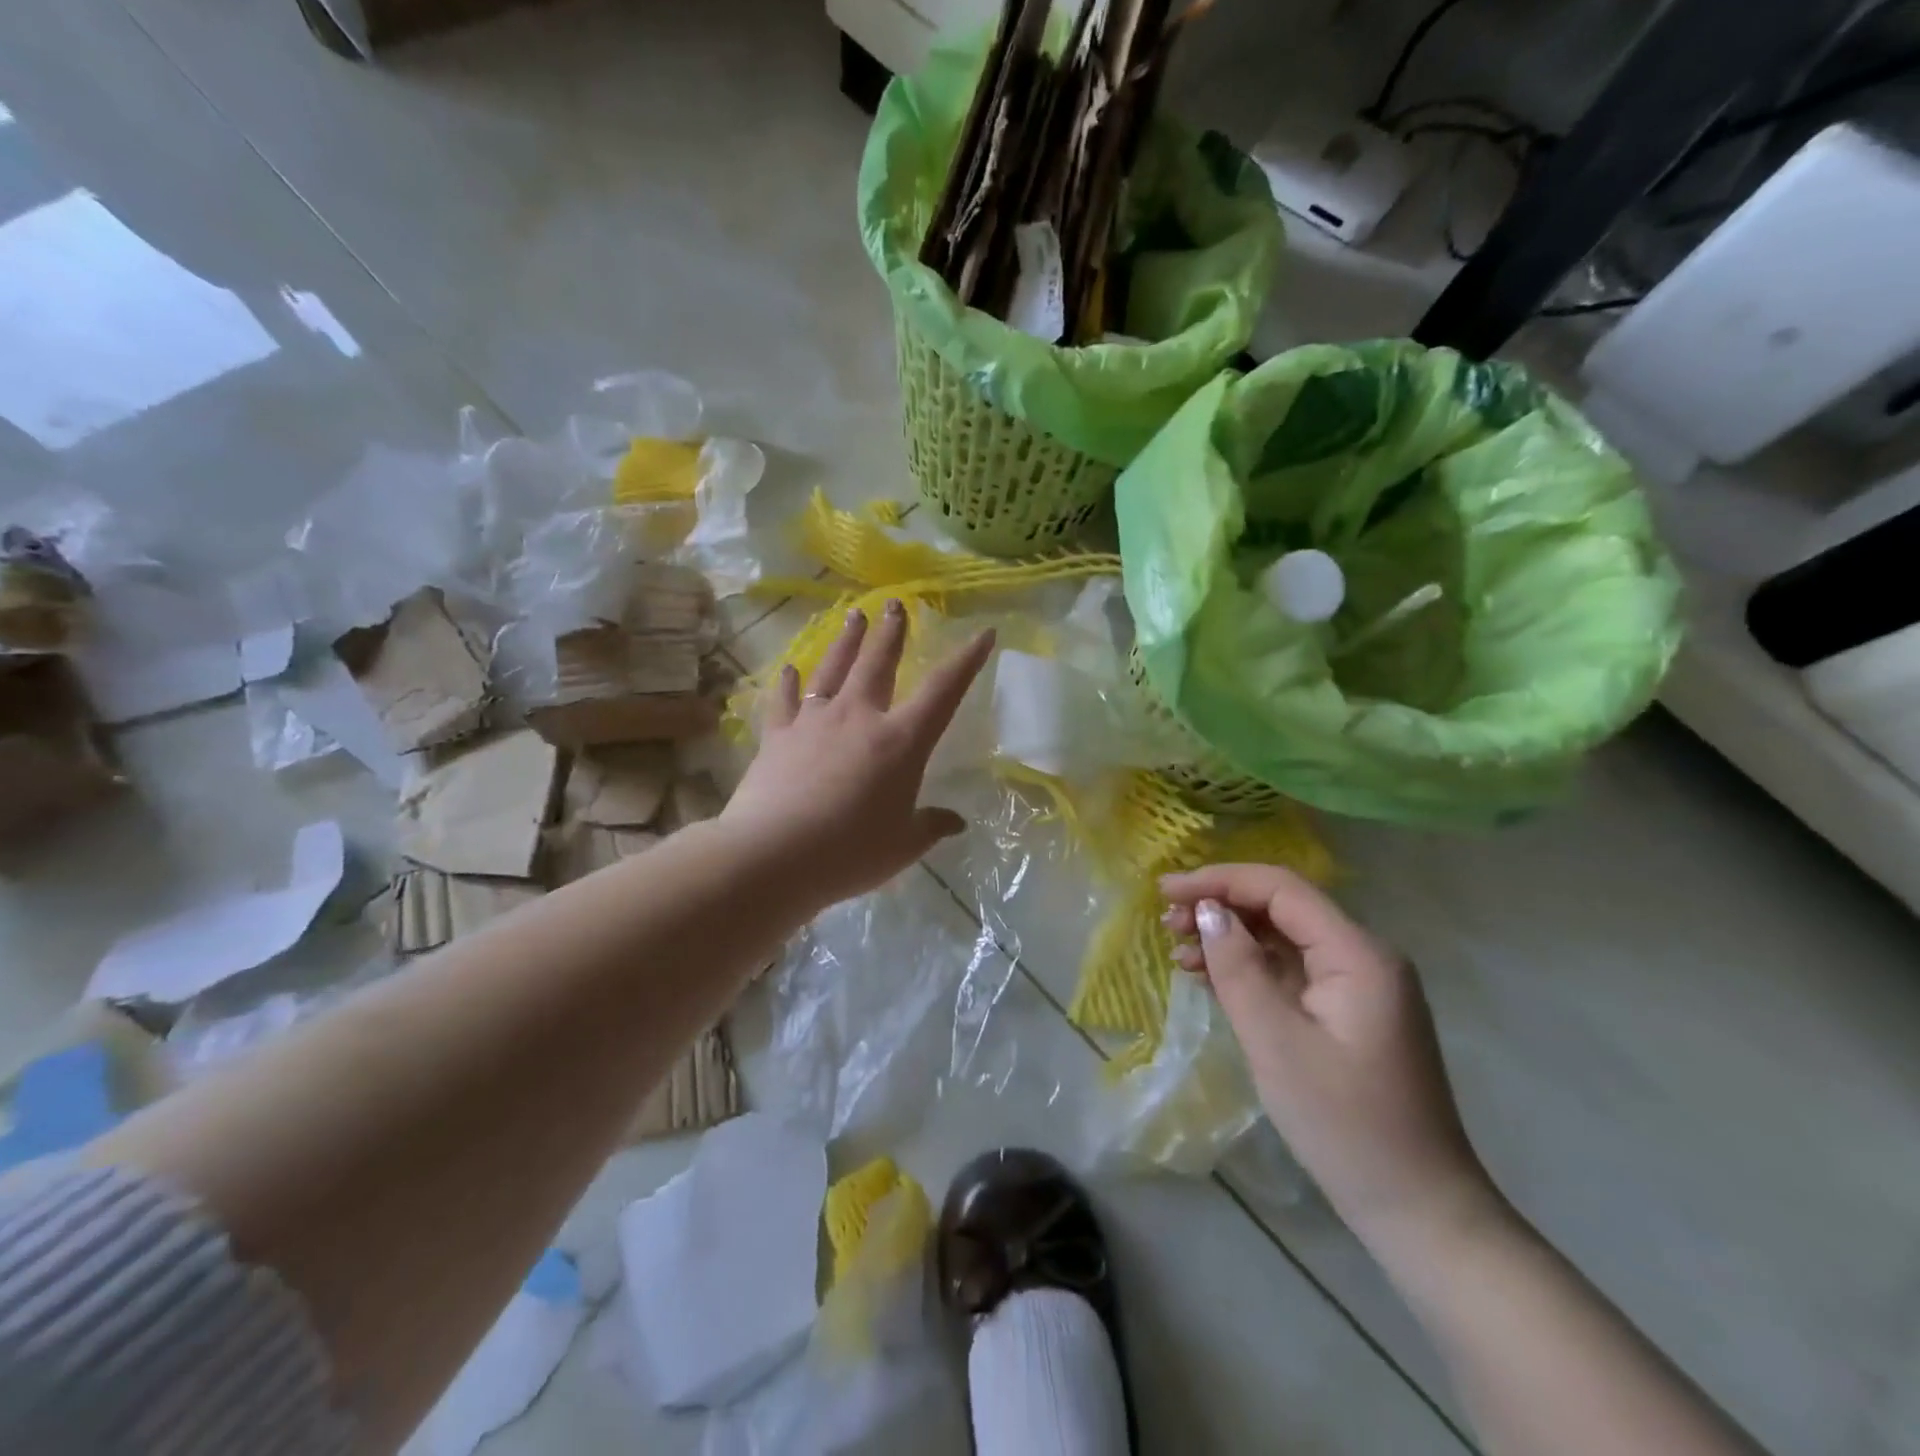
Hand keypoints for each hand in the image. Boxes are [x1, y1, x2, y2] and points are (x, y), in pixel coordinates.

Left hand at [722, 601, 993, 909]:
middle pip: (879, 663)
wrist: (773, 854)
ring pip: (833, 668)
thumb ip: (931, 827)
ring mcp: (814, 721)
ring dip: (846, 640)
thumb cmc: (851, 851)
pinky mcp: (778, 736)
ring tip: (854, 615)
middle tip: (896, 603)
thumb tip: (955, 822)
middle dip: (891, 632)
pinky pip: (785, 700)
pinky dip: (788, 682)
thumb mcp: (904, 845)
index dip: (967, 660)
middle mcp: (859, 717)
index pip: (944, 690)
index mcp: (901, 741)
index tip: (983, 633)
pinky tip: (789, 668)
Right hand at [1161, 864, 1499, 1249]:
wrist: (1418, 1210)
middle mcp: (1364, 957)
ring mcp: (1359, 987)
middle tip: (1166, 927)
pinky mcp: (1349, 1014)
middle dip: (1222, 908)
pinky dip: (1250, 969)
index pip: (1281, 889)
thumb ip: (1238, 968)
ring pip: (1284, 940)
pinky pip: (1292, 972)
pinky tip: (1211, 979)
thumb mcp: (1276, 1042)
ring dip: (1231, 939)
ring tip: (1180, 954)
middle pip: (1282, 909)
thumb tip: (1207, 911)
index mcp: (1357, 955)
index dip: (1219, 881)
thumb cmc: (1344, 1124)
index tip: (1165, 891)